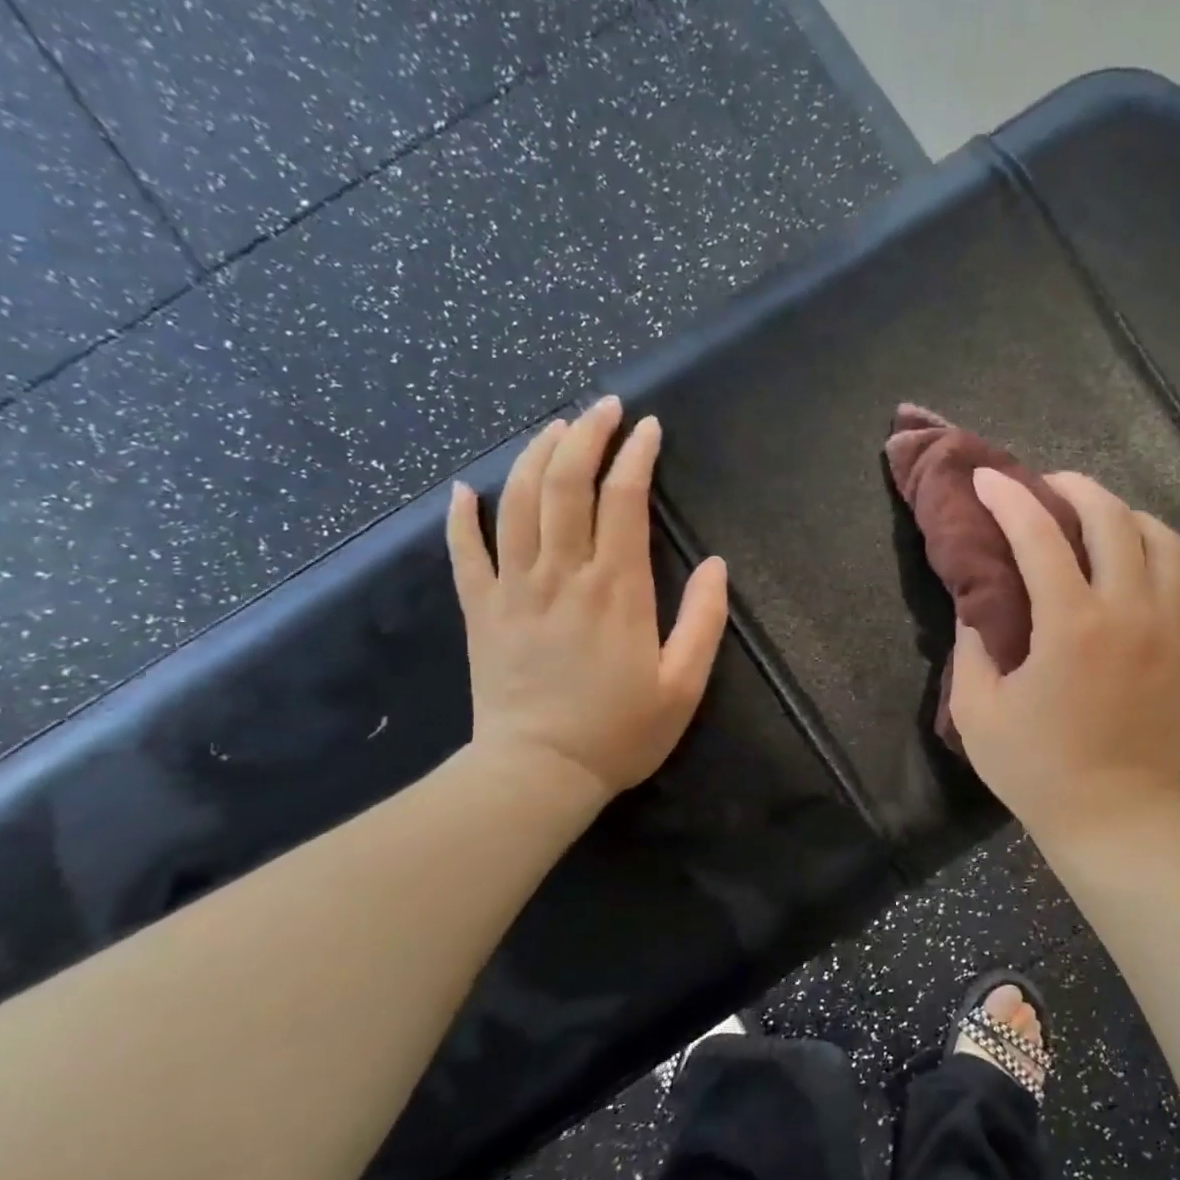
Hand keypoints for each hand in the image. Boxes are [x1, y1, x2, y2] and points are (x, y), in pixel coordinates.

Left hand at [446, 397, 728, 810]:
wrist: (539, 772)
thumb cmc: (621, 732)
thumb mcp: (684, 685)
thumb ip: (704, 621)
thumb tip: (717, 566)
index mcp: (617, 591)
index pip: (623, 502)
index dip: (636, 457)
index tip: (648, 428)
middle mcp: (562, 576)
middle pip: (566, 486)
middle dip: (585, 436)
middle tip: (602, 406)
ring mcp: (513, 590)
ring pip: (518, 504)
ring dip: (536, 457)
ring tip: (554, 428)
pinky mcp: (481, 611)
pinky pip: (464, 552)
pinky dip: (462, 516)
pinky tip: (466, 488)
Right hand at [950, 468, 1179, 848]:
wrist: (1114, 818)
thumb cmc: (1037, 770)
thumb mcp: (977, 712)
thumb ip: (971, 647)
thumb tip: (977, 604)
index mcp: (1072, 624)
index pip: (1038, 534)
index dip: (1008, 497)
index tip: (987, 478)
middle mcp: (1132, 611)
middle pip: (1114, 517)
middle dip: (1076, 487)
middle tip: (1048, 488)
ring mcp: (1176, 630)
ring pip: (1168, 542)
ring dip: (1131, 519)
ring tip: (1103, 526)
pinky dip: (1172, 579)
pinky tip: (1149, 590)